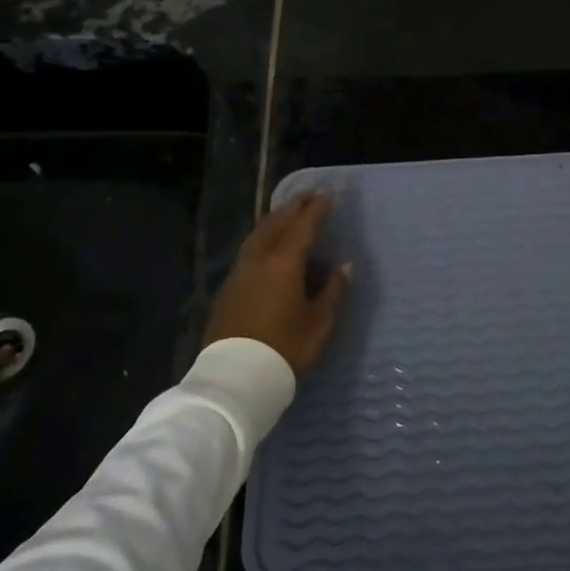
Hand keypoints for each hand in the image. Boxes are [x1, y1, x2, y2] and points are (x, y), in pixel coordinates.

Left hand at [204, 191, 350, 372]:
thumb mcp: (319, 322)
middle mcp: (259, 259)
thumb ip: (332, 290)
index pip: (303, 226)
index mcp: (284, 263)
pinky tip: (266, 245)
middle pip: (276, 224)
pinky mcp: (227, 288)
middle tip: (306, 195)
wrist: (236, 375)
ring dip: (273, 220)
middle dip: (292, 207)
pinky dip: (261, 238)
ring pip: (257, 235)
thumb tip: (343, 266)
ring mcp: (239, 272)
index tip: (326, 194)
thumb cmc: (285, 346)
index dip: (316, 209)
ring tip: (286, 213)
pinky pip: (248, 250)